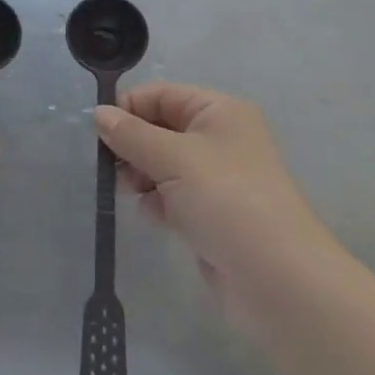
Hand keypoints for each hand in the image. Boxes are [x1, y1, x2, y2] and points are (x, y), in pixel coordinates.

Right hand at [96, 83, 339, 323]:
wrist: (276, 280)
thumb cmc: (225, 200)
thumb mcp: (172, 158)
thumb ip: (131, 135)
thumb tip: (98, 114)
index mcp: (218, 111)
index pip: (161, 94)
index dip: (129, 108)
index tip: (98, 132)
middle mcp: (220, 138)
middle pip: (160, 128)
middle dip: (133, 145)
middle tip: (112, 167)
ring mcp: (217, 178)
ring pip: (163, 164)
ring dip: (142, 175)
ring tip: (133, 192)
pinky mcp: (212, 214)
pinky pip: (173, 196)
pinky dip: (158, 203)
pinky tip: (154, 216)